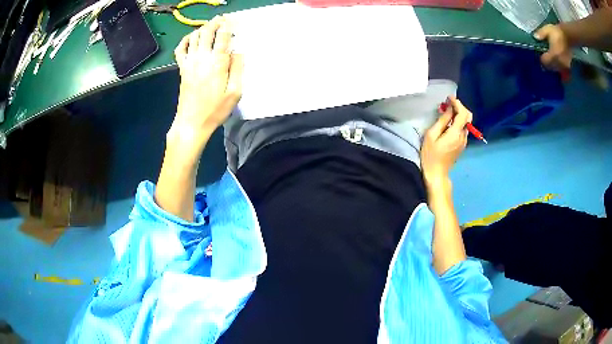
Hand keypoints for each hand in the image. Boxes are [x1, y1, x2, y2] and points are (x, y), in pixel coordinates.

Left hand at [169, 16, 243, 152]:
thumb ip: (238, 69)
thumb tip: (238, 52)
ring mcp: (190, 62)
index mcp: (217, 63)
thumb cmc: (215, 110)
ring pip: (194, 37)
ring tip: (210, 26)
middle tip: (221, 19)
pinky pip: (180, 49)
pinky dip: (185, 40)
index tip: (232, 21)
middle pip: (207, 32)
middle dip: (215, 23)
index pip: (222, 37)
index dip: (227, 26)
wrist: (191, 123)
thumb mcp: (235, 93)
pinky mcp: (182, 68)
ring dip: (203, 28)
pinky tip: (191, 37)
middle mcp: (202, 58)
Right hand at [420, 97, 471, 187]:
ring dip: (459, 114)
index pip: (463, 113)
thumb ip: (442, 121)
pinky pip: (463, 129)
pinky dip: (458, 122)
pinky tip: (449, 122)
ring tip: (447, 111)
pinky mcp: (462, 145)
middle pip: (468, 117)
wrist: (436, 174)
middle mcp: (463, 136)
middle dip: (460, 107)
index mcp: (456, 133)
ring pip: (466, 123)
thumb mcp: (432, 135)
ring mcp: (464, 141)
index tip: (449, 98)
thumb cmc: (430, 155)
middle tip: (449, 103)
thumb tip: (449, 109)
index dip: (457, 103)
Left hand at [534, 24, 572, 71]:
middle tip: (545, 58)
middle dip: (547, 63)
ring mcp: (564, 65)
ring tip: (550, 60)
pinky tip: (556, 62)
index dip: (542, 59)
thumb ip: (541, 34)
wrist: (568, 36)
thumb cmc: (557, 32)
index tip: (540, 55)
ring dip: (552, 66)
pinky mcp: (568, 66)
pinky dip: (558, 67)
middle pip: (551, 67)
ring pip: (556, 69)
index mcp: (554, 54)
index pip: (545, 61)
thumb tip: (535, 37)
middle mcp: (559, 62)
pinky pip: (562, 70)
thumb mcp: (547, 30)